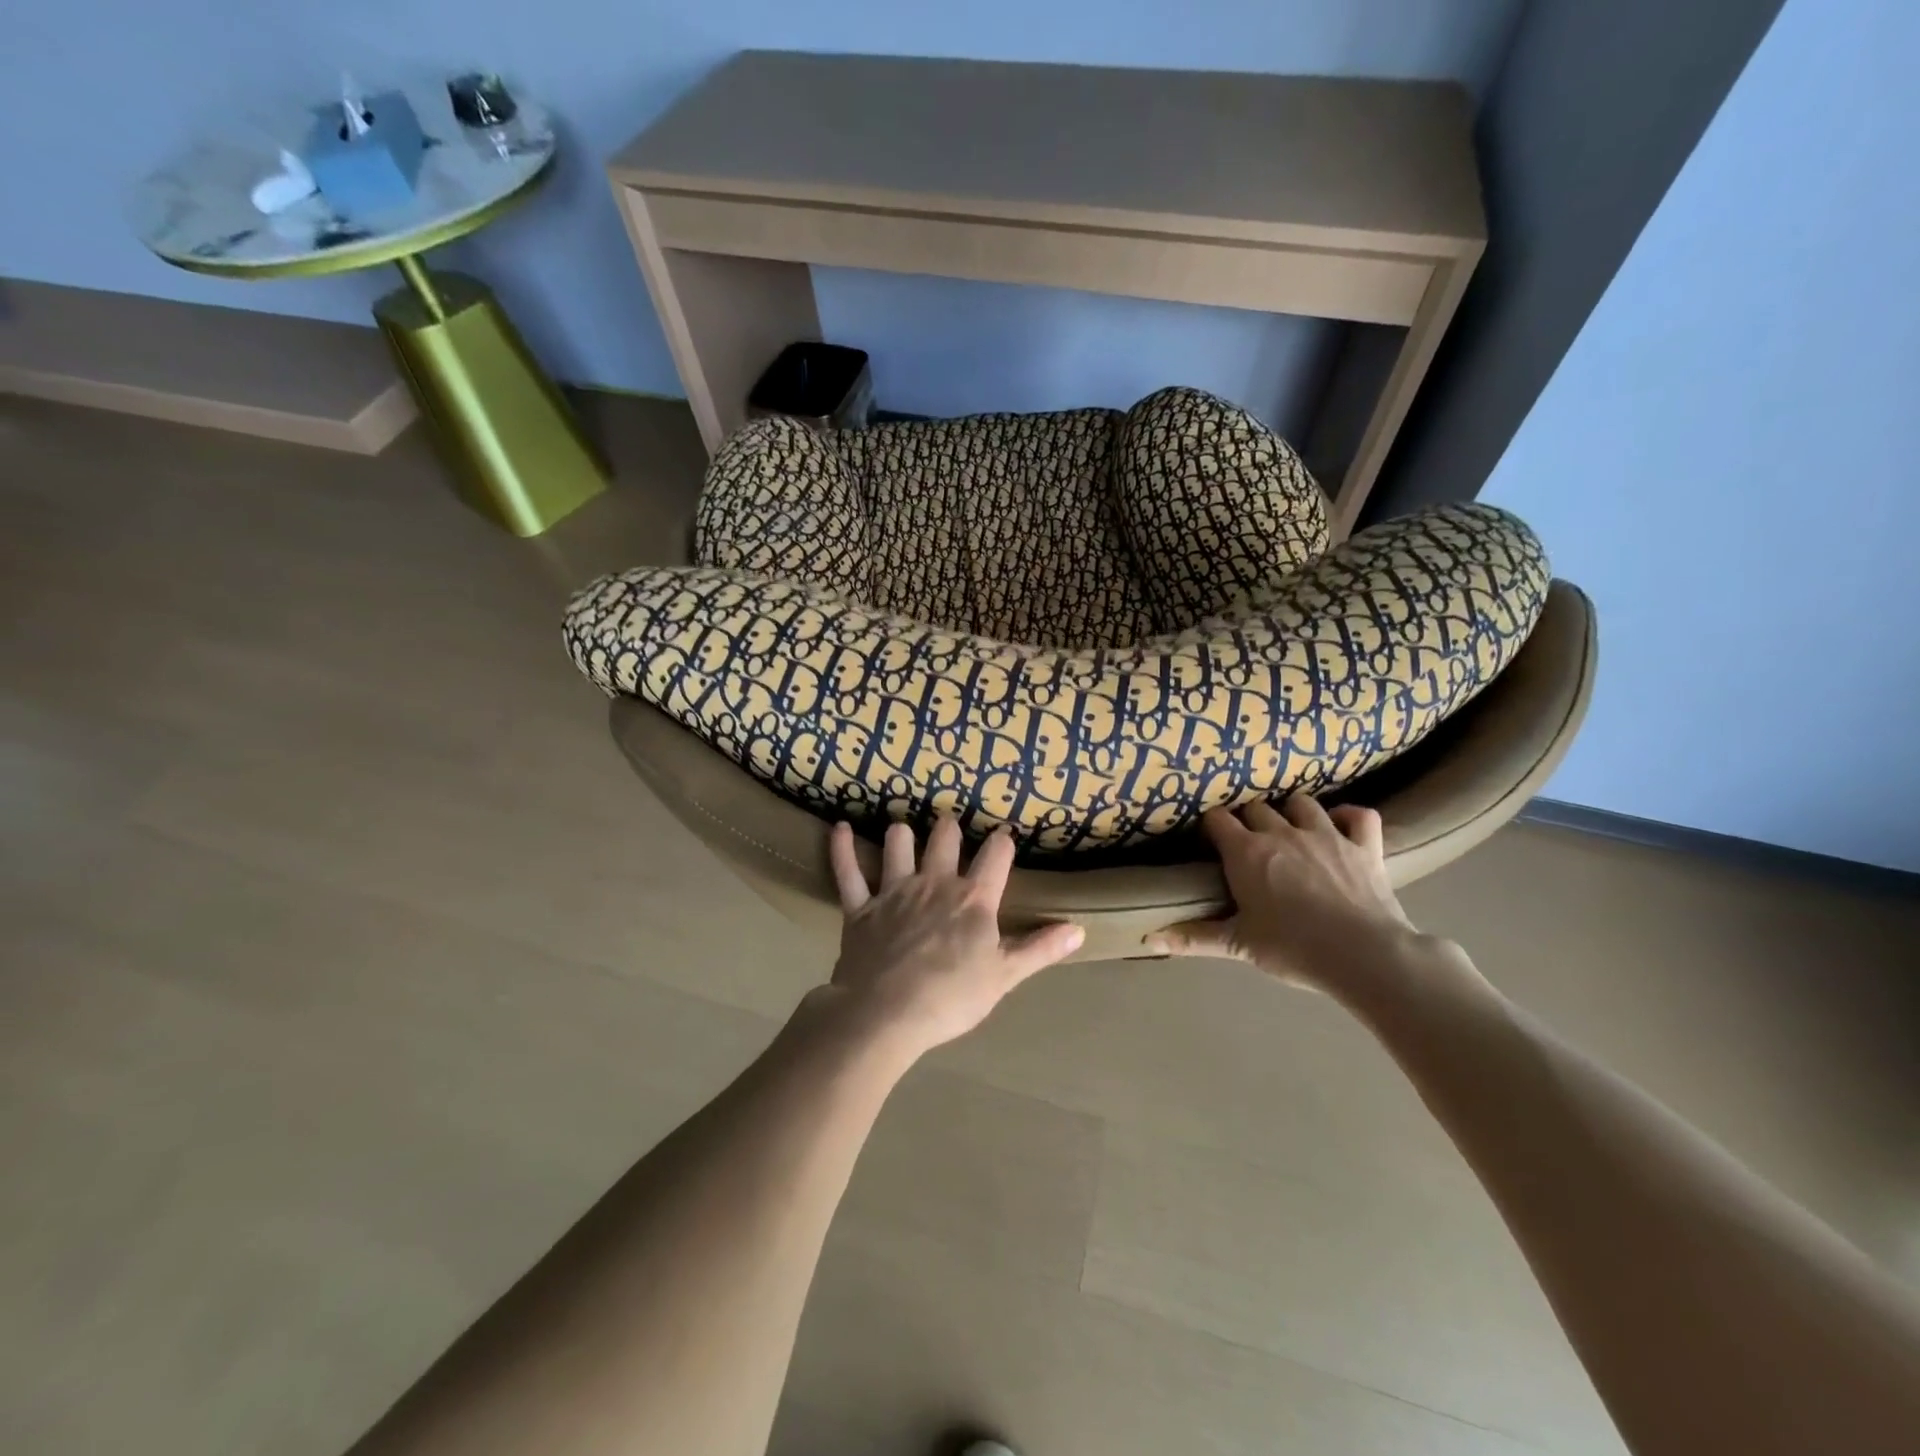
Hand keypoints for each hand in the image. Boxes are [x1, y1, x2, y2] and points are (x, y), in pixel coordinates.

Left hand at [821, 818, 1084, 1056]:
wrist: (886, 1014)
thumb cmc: (951, 998)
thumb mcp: (1004, 976)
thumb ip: (1040, 949)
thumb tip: (1078, 930)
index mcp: (973, 899)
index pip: (996, 855)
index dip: (1002, 842)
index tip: (1004, 836)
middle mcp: (935, 882)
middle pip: (944, 838)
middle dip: (949, 828)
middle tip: (950, 826)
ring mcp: (894, 891)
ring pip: (898, 845)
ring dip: (902, 834)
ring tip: (904, 830)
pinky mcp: (860, 907)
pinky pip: (847, 871)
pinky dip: (842, 848)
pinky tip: (838, 828)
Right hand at [1147, 796, 1424, 999]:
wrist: (1363, 955)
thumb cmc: (1292, 948)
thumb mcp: (1237, 944)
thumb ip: (1192, 937)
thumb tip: (1148, 938)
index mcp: (1247, 852)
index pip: (1218, 819)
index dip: (1212, 827)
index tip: (1212, 841)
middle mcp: (1282, 832)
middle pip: (1256, 807)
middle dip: (1249, 820)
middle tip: (1249, 843)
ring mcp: (1326, 834)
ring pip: (1302, 803)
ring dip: (1292, 812)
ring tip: (1290, 830)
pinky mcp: (1364, 845)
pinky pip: (1359, 815)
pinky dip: (1349, 817)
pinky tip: (1342, 828)